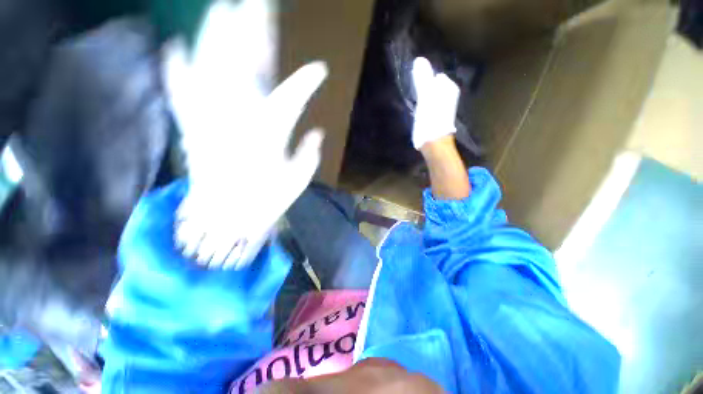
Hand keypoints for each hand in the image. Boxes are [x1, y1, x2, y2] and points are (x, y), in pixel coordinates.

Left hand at [163, 1, 327, 268]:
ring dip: (216, 36)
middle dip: (253, 33)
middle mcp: (236, 120)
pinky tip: (174, 46)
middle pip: (245, 67)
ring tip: (222, 8)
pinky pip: (179, 91)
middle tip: (259, 4)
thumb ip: (309, 156)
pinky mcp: (190, 127)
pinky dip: (176, 68)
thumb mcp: (297, 183)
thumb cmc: (264, 203)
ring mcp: (208, 120)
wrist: (224, 220)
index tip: (320, 70)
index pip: (291, 100)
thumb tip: (317, 133)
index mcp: (267, 137)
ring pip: (210, 68)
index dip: (307, 83)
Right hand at [411, 57, 459, 149]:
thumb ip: (423, 78)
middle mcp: (449, 95)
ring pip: (432, 95)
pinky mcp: (438, 116)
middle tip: (414, 93)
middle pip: (433, 85)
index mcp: (448, 87)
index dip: (424, 78)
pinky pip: (431, 105)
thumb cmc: (430, 118)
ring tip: (415, 102)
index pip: (435, 75)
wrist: (434, 142)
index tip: (415, 85)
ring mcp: (444, 106)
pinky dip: (425, 106)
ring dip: (424, 96)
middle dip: (425, 87)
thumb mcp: (425, 96)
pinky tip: (420, 111)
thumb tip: (419, 59)